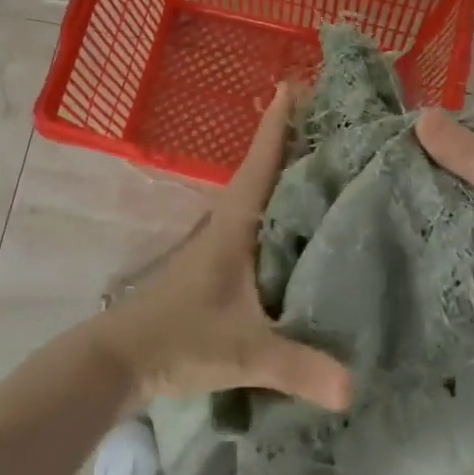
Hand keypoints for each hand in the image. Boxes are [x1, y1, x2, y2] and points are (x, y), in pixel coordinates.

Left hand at [95, 85, 353, 411]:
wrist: (119, 361)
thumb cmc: (178, 339)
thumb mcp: (243, 352)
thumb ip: (296, 367)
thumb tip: (354, 389)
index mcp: (235, 226)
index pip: (260, 164)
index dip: (278, 126)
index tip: (294, 85)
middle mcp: (228, 226)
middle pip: (265, 172)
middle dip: (293, 142)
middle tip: (331, 117)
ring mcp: (221, 246)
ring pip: (261, 199)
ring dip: (286, 176)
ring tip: (327, 163)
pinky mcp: (218, 269)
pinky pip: (258, 227)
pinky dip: (280, 214)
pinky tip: (302, 227)